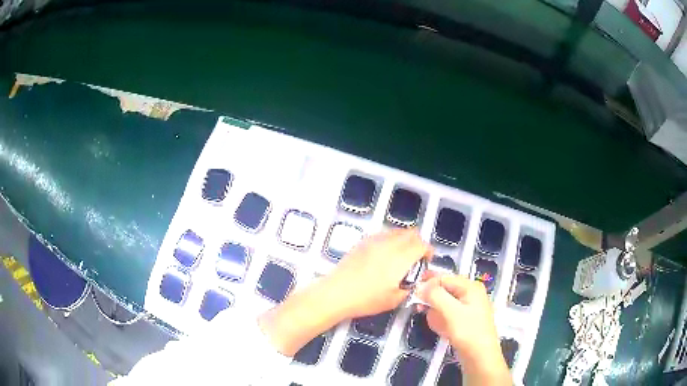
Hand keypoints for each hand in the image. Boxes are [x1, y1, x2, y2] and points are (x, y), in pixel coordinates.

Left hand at [324, 228, 432, 318]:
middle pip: (411, 233)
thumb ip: (410, 287)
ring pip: (397, 231)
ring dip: (404, 240)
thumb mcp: (394, 299)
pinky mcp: (363, 242)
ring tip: (401, 257)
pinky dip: (390, 240)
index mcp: (400, 257)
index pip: (421, 244)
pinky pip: (383, 234)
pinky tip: (385, 256)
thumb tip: (416, 280)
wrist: (336, 293)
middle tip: (416, 259)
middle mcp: (388, 244)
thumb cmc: (365, 299)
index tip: (427, 260)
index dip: (428, 251)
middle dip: (418, 243)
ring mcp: (374, 240)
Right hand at [416, 274, 510, 384]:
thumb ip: (435, 295)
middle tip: (422, 310)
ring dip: (436, 314)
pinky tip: (443, 330)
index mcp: (470, 287)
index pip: (444, 278)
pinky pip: (447, 316)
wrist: (480, 357)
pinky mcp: (464, 320)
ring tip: (439, 325)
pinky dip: (442, 321)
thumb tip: (421, 286)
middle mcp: (470, 294)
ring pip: (443, 304)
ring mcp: (468, 308)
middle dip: (432, 302)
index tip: (414, 295)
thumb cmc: (468, 332)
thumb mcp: (451, 312)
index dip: (428, 284)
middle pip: (443, 291)